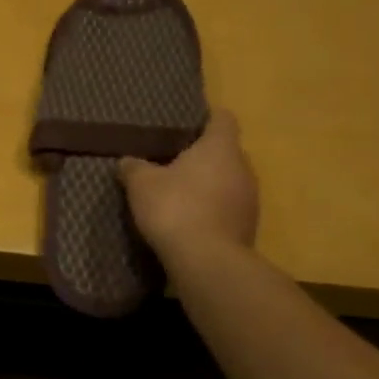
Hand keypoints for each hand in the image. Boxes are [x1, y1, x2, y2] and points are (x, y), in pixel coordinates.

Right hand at [120, 110, 258, 256]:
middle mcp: (243, 168)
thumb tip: (128, 161)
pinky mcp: (248, 226)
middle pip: (226, 151)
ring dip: (208, 184)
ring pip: (228, 180)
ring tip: (179, 192)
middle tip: (173, 160)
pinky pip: (228, 207)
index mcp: (220, 148)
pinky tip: (189, 218)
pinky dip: (211, 208)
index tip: (188, 122)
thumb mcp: (141, 184)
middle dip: (203, 155)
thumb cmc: (175, 208)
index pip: (222, 119)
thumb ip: (134, 167)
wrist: (207, 261)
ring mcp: (250, 199)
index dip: (206, 117)